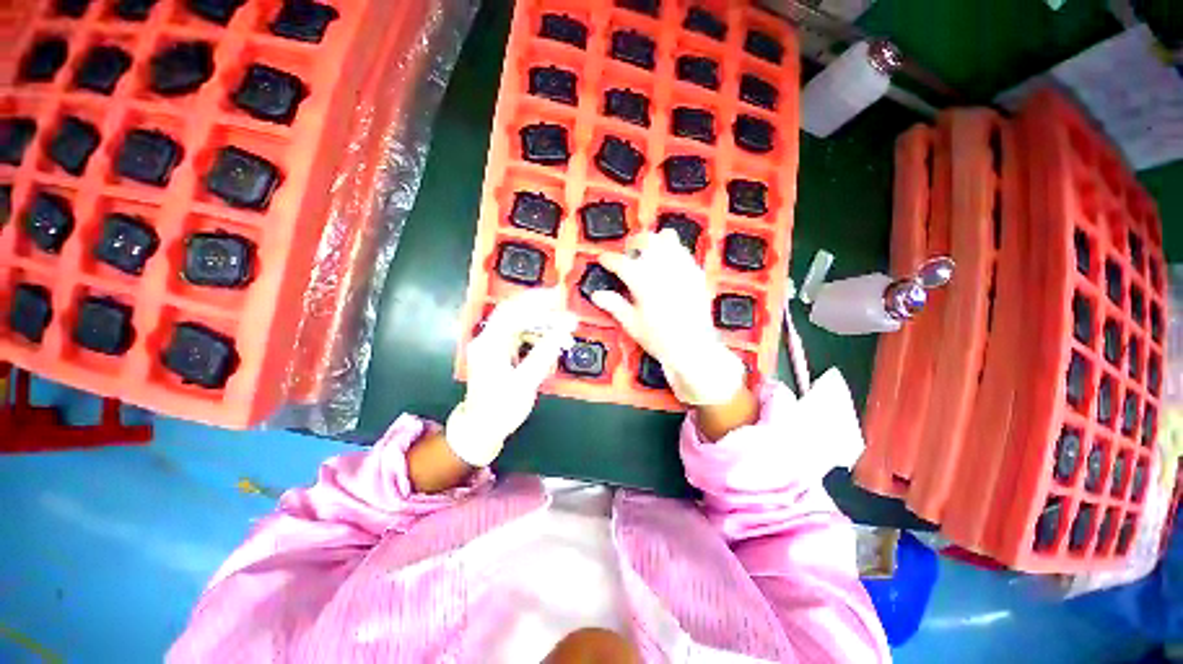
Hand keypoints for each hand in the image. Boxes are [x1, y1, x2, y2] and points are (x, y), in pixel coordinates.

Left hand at [447, 289, 576, 466]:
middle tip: (565, 311)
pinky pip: (521, 335)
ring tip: (564, 332)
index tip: (557, 297)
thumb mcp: (525, 383)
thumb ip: (543, 354)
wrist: (482, 429)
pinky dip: (538, 335)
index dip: (535, 300)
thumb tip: (563, 330)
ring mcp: (494, 345)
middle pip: (515, 313)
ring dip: (543, 324)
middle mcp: (488, 339)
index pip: (511, 311)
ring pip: (520, 323)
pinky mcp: (500, 352)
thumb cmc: (501, 409)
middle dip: (542, 309)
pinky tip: (553, 342)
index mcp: (489, 344)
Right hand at [592, 230, 745, 405]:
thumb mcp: (631, 323)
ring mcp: (681, 267)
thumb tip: (596, 295)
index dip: (608, 259)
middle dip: (634, 243)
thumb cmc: (658, 338)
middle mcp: (661, 266)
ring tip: (651, 256)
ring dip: (656, 243)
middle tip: (629, 254)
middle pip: (646, 239)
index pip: (620, 262)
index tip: (603, 259)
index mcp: (641, 279)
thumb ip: (614, 305)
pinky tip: (670, 268)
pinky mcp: (696, 273)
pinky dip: (673, 254)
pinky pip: (684, 252)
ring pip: (668, 237)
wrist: (692, 347)